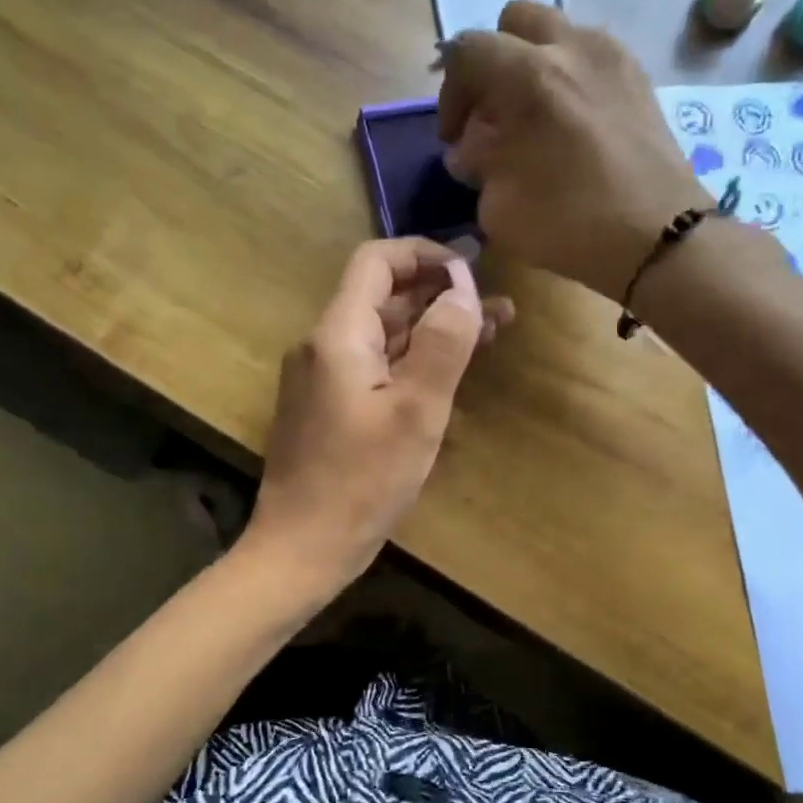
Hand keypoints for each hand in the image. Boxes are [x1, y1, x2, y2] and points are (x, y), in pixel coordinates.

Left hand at [245, 239, 512, 587]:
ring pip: (383, 334)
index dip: (426, 255)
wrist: (302, 547)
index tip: (473, 269)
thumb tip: (463, 286)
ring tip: (492, 331)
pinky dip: (412, 359)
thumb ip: (443, 343)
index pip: (377, 262)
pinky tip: (450, 368)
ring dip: (432, 328)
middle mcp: (324, 345)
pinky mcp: (329, 406)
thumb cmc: (361, 482)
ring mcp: (323, 377)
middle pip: (383, 297)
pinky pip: (375, 365)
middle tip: (499, 306)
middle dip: (441, 294)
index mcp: (338, 334)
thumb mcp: (416, 411)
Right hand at [437, 0, 709, 300]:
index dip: (450, 92)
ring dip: (533, 65)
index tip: (455, 136)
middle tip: (492, 113)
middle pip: (514, 22)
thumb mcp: (498, 206)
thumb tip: (472, 147)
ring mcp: (612, 56)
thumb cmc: (570, 225)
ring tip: (533, 118)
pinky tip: (570, 124)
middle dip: (493, 62)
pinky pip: (590, 55)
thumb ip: (477, 163)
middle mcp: (571, 46)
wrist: (657, 237)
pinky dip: (569, 77)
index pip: (467, 51)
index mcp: (529, 76)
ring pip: (556, 33)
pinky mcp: (638, 76)